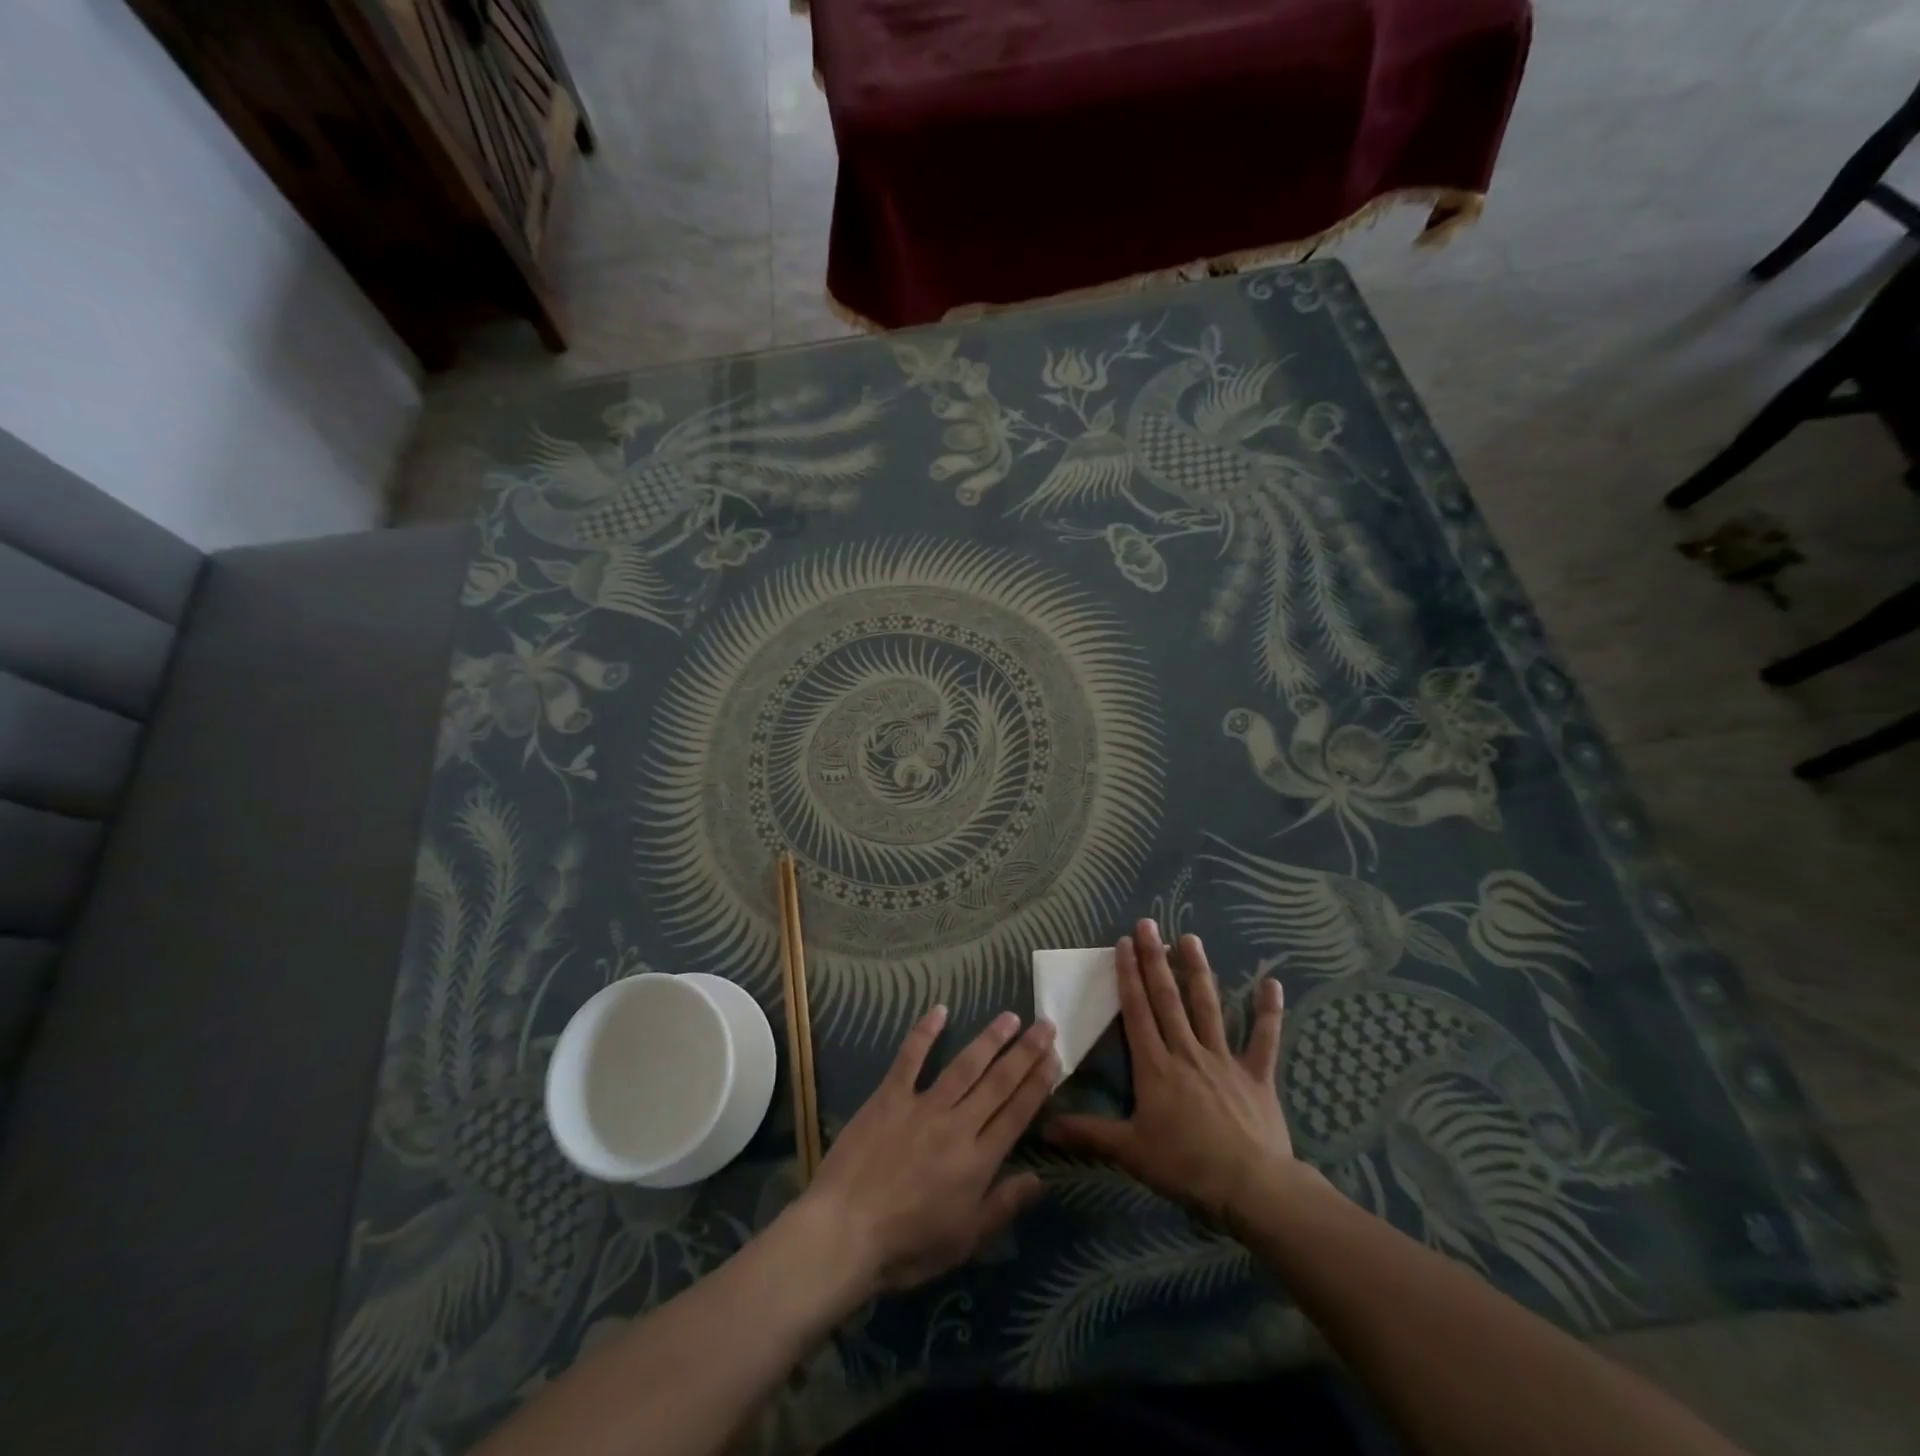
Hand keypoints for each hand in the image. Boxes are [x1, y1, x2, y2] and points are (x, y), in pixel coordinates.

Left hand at [796, 1007, 1057, 1295]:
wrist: (844, 1232)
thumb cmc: (907, 1246)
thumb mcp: (965, 1241)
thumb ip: (1003, 1206)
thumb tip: (1041, 1180)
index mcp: (978, 1161)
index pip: (1017, 1113)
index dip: (1038, 1083)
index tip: (1054, 1057)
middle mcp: (957, 1125)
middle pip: (998, 1082)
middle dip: (1024, 1053)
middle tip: (1045, 1025)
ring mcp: (922, 1107)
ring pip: (964, 1066)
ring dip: (989, 1039)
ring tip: (1010, 1017)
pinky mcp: (889, 1097)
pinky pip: (910, 1058)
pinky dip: (924, 1032)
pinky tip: (939, 1010)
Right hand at [1046, 919, 1305, 1222]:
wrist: (1250, 1187)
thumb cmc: (1186, 1166)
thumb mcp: (1130, 1151)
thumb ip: (1088, 1133)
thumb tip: (1043, 1125)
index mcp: (1155, 1066)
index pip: (1137, 1011)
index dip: (1129, 975)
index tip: (1124, 943)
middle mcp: (1187, 1051)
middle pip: (1168, 998)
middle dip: (1155, 959)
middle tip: (1149, 924)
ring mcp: (1224, 1060)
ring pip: (1208, 1007)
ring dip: (1198, 971)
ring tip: (1190, 938)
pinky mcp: (1256, 1075)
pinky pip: (1264, 1039)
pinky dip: (1268, 1012)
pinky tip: (1273, 983)